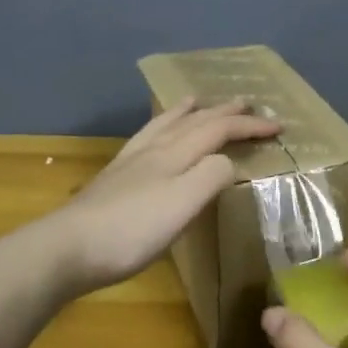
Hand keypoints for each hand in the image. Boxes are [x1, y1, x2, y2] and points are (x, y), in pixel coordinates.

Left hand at [48, 98, 280, 293]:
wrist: (68, 248)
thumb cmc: (133, 230)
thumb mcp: (184, 204)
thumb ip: (212, 176)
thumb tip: (228, 161)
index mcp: (175, 154)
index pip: (219, 130)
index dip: (250, 125)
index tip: (279, 126)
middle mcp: (154, 149)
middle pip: (194, 122)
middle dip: (223, 111)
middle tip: (245, 101)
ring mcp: (130, 162)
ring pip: (165, 125)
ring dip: (187, 112)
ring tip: (196, 100)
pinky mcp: (114, 178)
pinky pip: (144, 139)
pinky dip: (158, 128)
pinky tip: (152, 137)